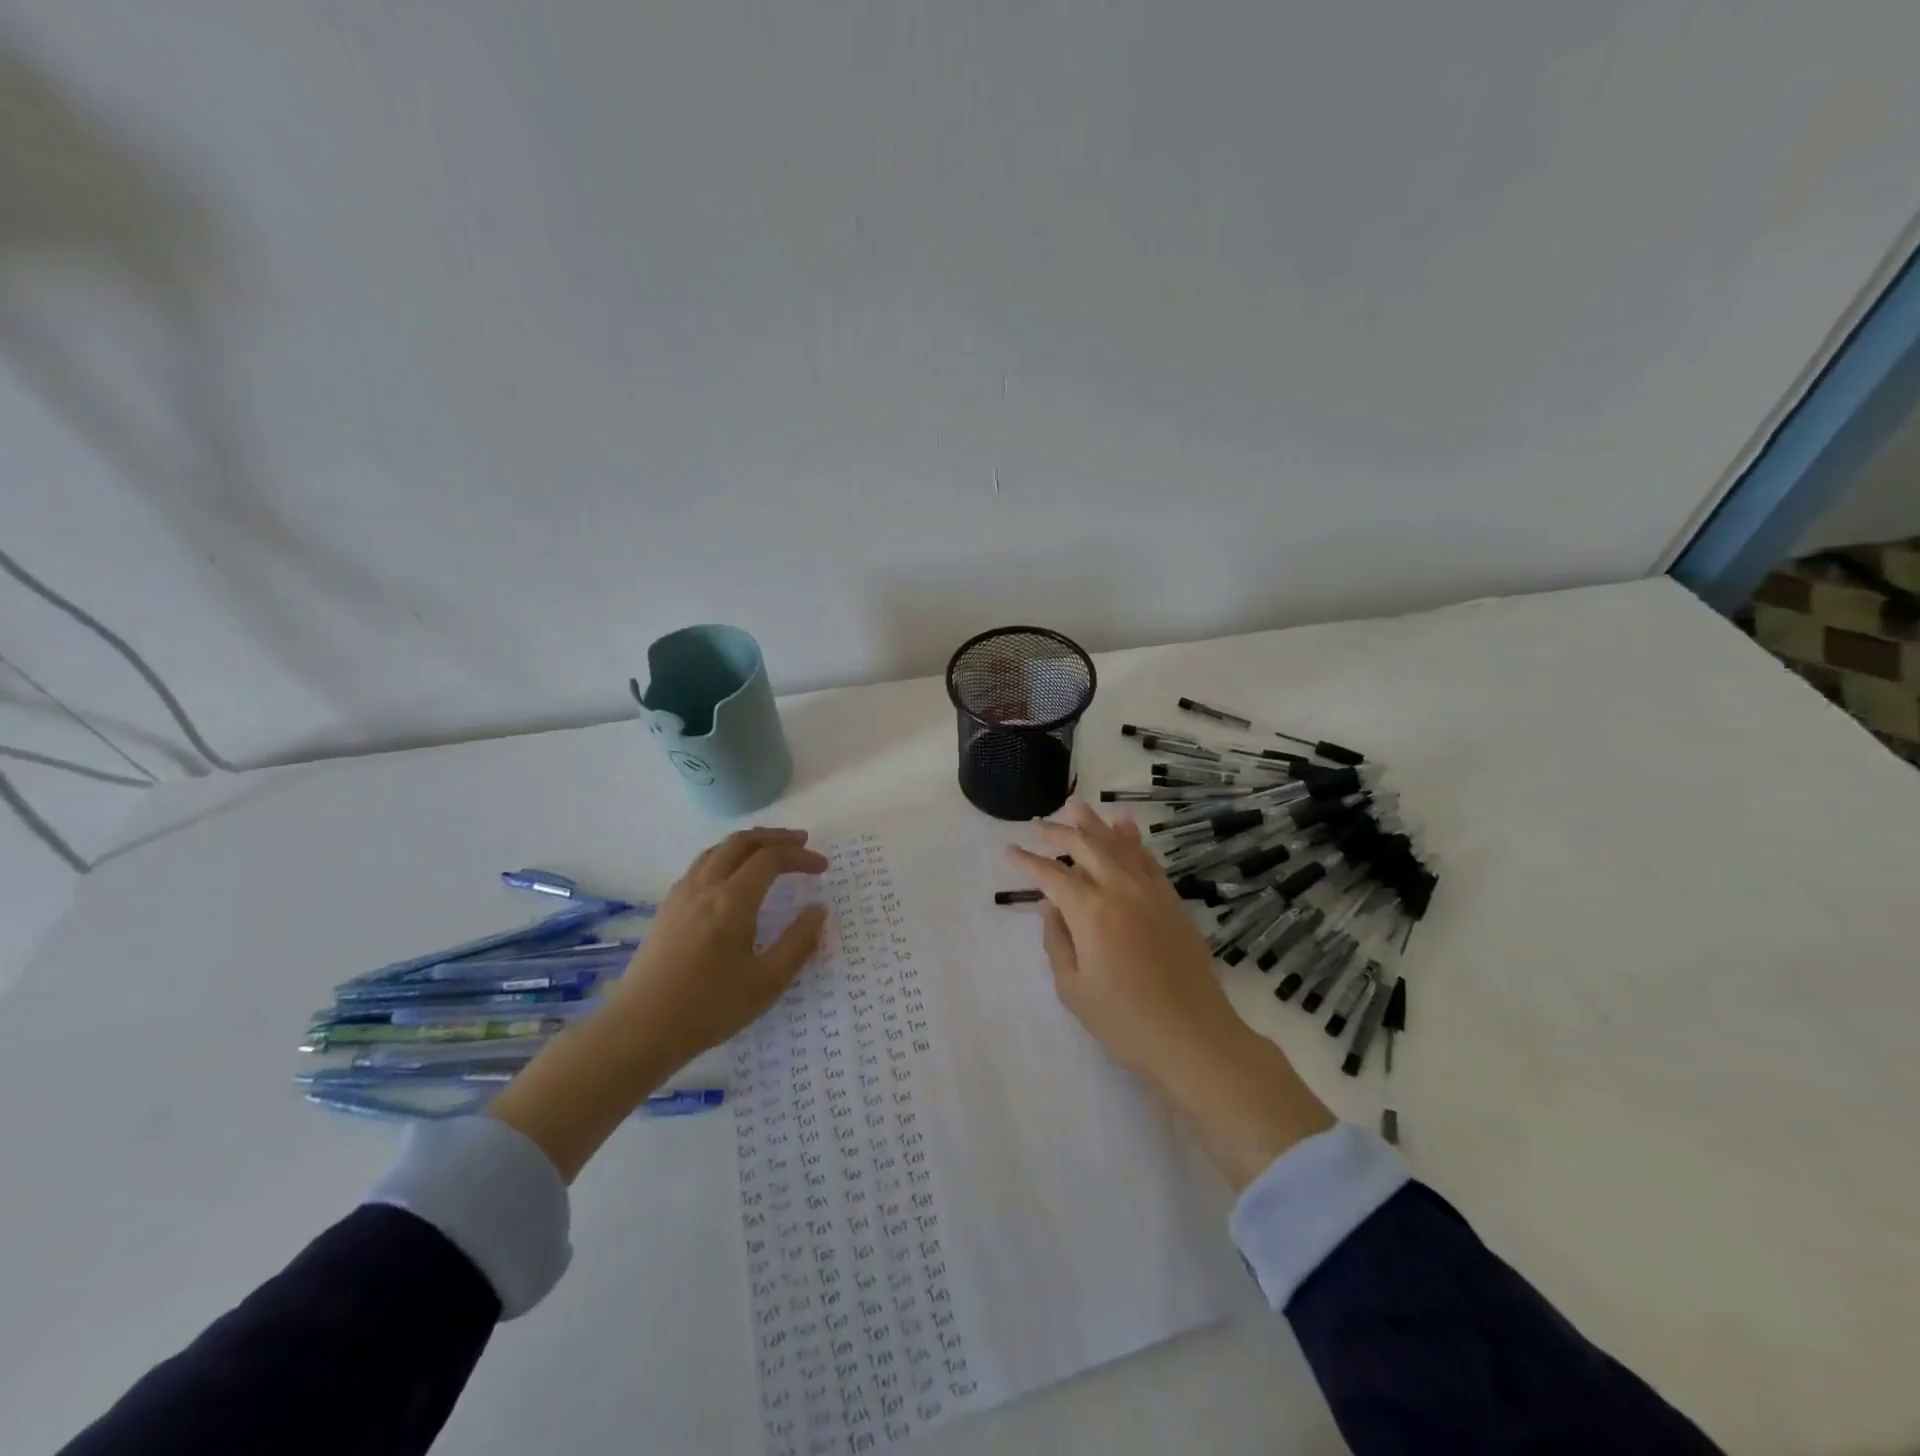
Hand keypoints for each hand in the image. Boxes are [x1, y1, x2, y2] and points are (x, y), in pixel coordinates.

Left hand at [490, 828, 827, 1182]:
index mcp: (732, 900)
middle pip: (741, 842)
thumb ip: (799, 942)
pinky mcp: (666, 908)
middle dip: (775, 837)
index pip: (771, 859)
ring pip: (717, 849)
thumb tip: (818, 910)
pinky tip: (732, 878)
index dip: (800, 856)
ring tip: (769, 852)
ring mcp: (680, 895)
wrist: (641, 1029)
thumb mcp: (767, 982)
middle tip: (801, 843)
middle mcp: (705, 886)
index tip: (822, 867)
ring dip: (748, 844)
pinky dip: (726, 857)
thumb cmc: (709, 1008)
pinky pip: (700, 865)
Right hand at [1007, 801, 1332, 1188]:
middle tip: (1039, 824)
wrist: (1194, 1037)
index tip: (1010, 851)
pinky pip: (1147, 859)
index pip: (1052, 875)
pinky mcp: (1172, 901)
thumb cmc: (1125, 1021)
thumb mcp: (1073, 988)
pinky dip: (1132, 839)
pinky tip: (1125, 827)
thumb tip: (1052, 908)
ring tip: (1077, 806)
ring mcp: (1151, 892)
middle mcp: (1120, 889)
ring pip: (1119, 844)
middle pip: (1085, 847)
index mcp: (1090, 911)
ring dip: (1095, 823)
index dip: (1028, 862)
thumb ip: (1057, 941)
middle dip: (1058, 832)